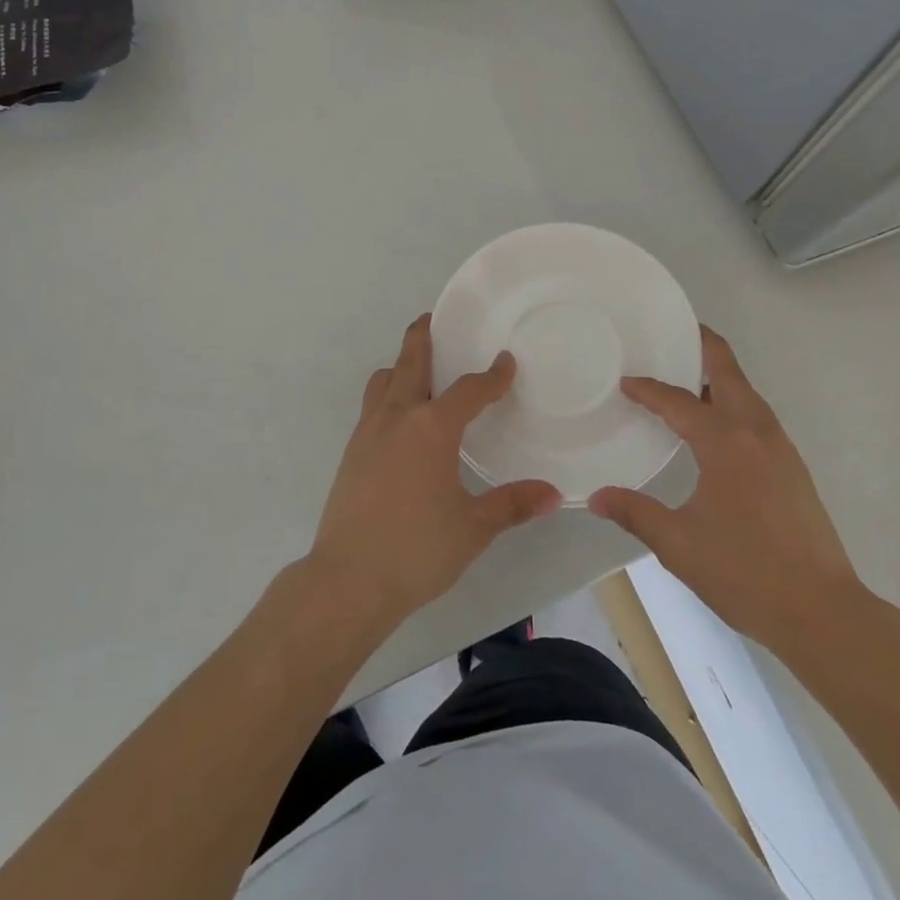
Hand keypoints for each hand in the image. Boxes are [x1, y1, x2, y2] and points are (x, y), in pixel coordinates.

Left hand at [307, 315, 562, 630]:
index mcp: (432, 429)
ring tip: (419, 368)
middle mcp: (397, 418)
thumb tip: (553, 494)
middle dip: (423, 337)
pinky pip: (372, 405)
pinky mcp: (351, 451)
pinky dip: (388, 393)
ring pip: (384, 380)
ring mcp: (368, 432)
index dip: (491, 375)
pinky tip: (401, 419)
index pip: (468, 390)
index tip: (505, 362)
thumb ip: (512, 505)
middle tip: (434, 319)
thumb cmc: (415, 551)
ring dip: (401, 365)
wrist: (347, 580)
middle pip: (410, 362)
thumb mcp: (472, 529)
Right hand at [588, 327, 868, 655]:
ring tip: (685, 378)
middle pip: (728, 371)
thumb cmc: (746, 572)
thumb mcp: (679, 545)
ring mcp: (780, 448)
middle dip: (702, 345)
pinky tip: (714, 428)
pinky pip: (756, 416)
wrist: (824, 612)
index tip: (625, 383)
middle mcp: (755, 432)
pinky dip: (732, 402)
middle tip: (673, 333)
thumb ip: (635, 513)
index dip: (649, 389)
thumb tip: (595, 497)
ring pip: (746, 392)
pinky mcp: (792, 467)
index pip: (678, 401)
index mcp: (725, 442)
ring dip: (718, 376)